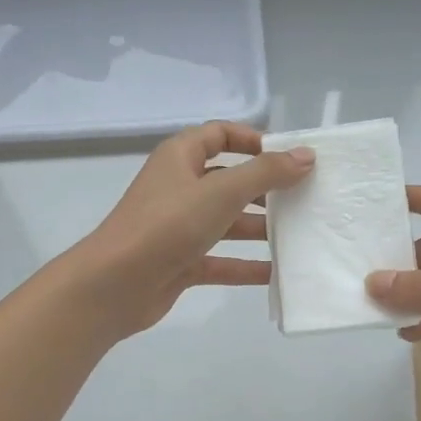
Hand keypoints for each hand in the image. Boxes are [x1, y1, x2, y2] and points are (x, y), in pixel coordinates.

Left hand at [67, 122, 313, 338]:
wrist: (114, 285)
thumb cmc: (167, 225)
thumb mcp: (221, 192)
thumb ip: (266, 173)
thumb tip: (306, 155)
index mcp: (180, 158)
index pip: (219, 135)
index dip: (252, 140)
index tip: (288, 156)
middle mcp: (179, 188)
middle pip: (228, 181)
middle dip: (264, 189)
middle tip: (304, 198)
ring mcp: (178, 227)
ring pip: (226, 222)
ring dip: (258, 228)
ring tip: (299, 235)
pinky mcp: (180, 262)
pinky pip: (220, 260)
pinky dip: (245, 265)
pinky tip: (276, 273)